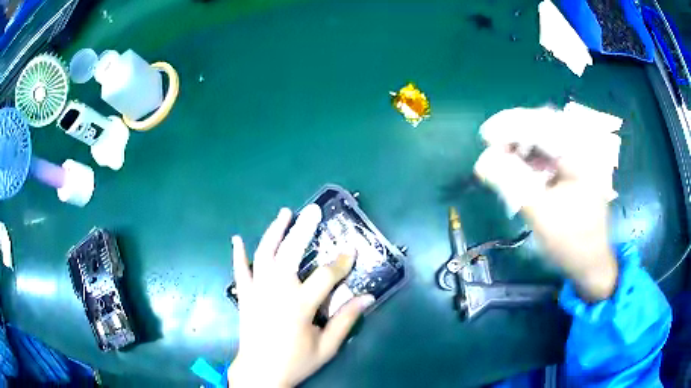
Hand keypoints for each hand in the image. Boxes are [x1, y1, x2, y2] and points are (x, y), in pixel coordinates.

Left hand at [228, 205, 374, 387]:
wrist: (259, 372)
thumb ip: (346, 320)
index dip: (341, 262)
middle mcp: (276, 292)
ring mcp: (257, 291)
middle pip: (290, 253)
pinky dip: (238, 254)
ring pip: (264, 254)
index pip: (325, 276)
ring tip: (284, 213)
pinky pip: (239, 271)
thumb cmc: (295, 362)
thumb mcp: (326, 346)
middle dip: (303, 230)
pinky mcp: (244, 296)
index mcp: (299, 305)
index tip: (350, 250)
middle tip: (313, 211)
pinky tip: (237, 238)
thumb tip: (368, 297)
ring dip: (274, 231)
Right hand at [475, 109, 617, 301]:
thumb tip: (482, 162)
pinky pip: (548, 153)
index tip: (485, 135)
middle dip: (515, 133)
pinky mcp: (574, 168)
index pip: (543, 125)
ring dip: (521, 144)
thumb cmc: (571, 242)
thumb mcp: (541, 214)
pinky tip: (517, 165)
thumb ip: (512, 184)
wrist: (591, 262)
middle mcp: (581, 148)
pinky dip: (530, 157)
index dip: (511, 125)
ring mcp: (579, 158)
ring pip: (545, 138)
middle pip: (543, 126)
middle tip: (491, 145)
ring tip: (500, 156)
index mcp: (581, 155)